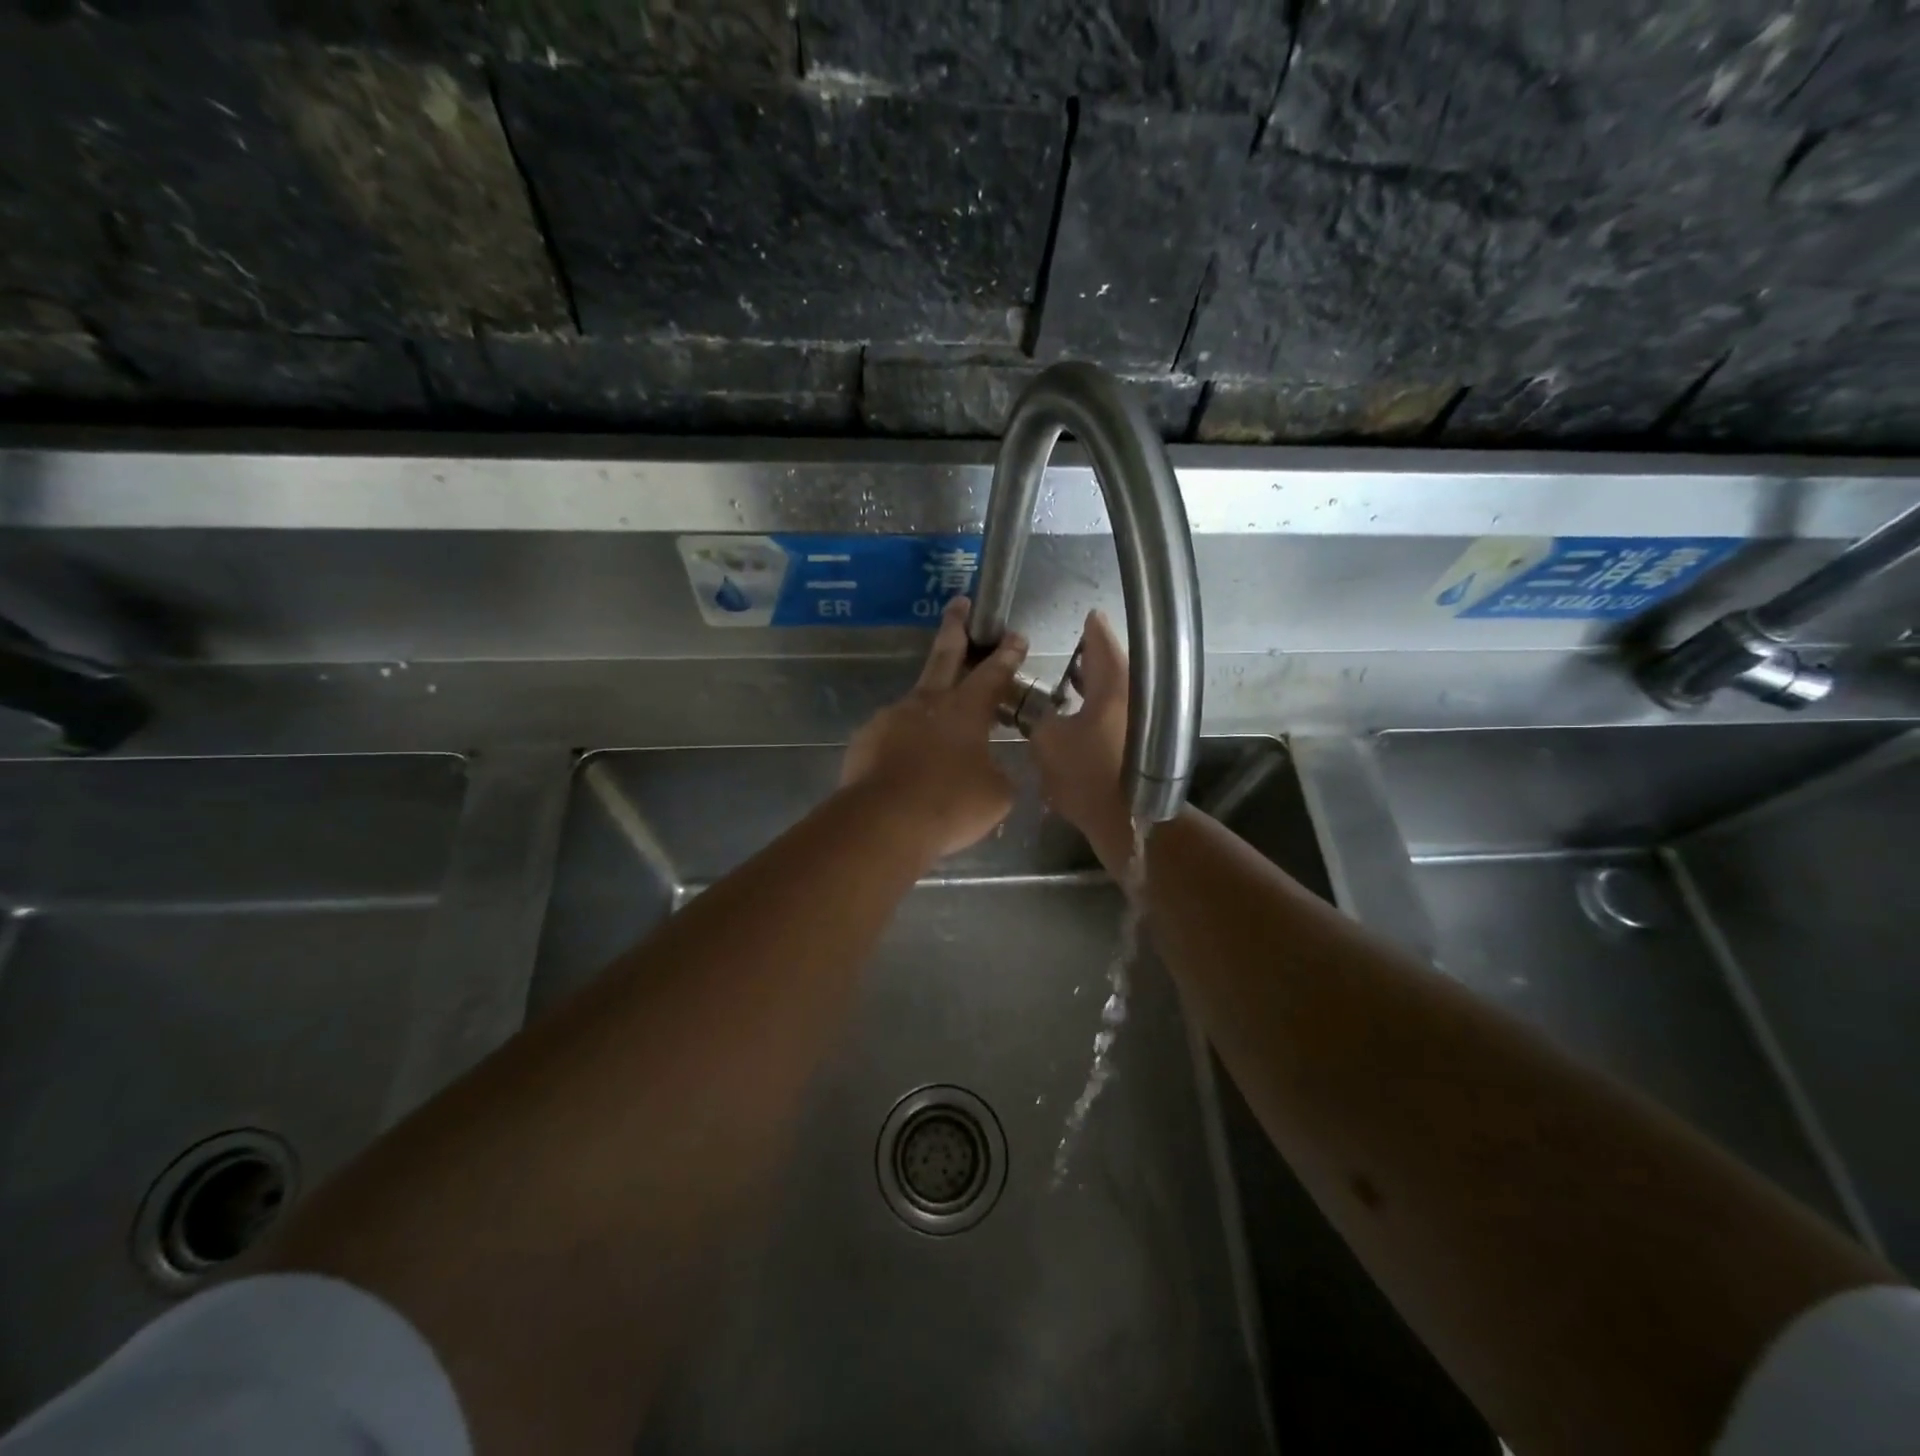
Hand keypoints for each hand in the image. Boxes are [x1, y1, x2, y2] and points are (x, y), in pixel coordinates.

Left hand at [840, 597, 1028, 860]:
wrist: (884, 822)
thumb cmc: (951, 804)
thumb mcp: (996, 795)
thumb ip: (997, 773)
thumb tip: (989, 769)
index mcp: (966, 710)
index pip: (993, 674)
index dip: (1007, 655)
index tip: (1015, 635)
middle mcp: (928, 703)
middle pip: (945, 655)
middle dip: (956, 627)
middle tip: (959, 603)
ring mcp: (892, 718)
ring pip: (916, 703)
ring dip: (928, 709)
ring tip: (935, 738)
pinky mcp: (866, 739)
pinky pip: (892, 736)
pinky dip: (903, 746)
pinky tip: (906, 768)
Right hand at [1031, 610, 1134, 869]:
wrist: (1127, 822)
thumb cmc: (1087, 774)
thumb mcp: (1047, 741)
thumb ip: (1038, 718)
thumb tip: (1039, 714)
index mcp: (1115, 683)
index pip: (1101, 640)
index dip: (1090, 627)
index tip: (1084, 616)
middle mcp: (1134, 694)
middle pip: (1111, 665)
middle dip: (1087, 659)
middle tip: (1065, 653)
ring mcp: (1142, 720)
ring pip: (1115, 692)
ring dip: (1091, 686)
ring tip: (1064, 685)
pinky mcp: (1140, 744)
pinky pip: (1116, 714)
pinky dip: (1097, 709)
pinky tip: (1076, 719)